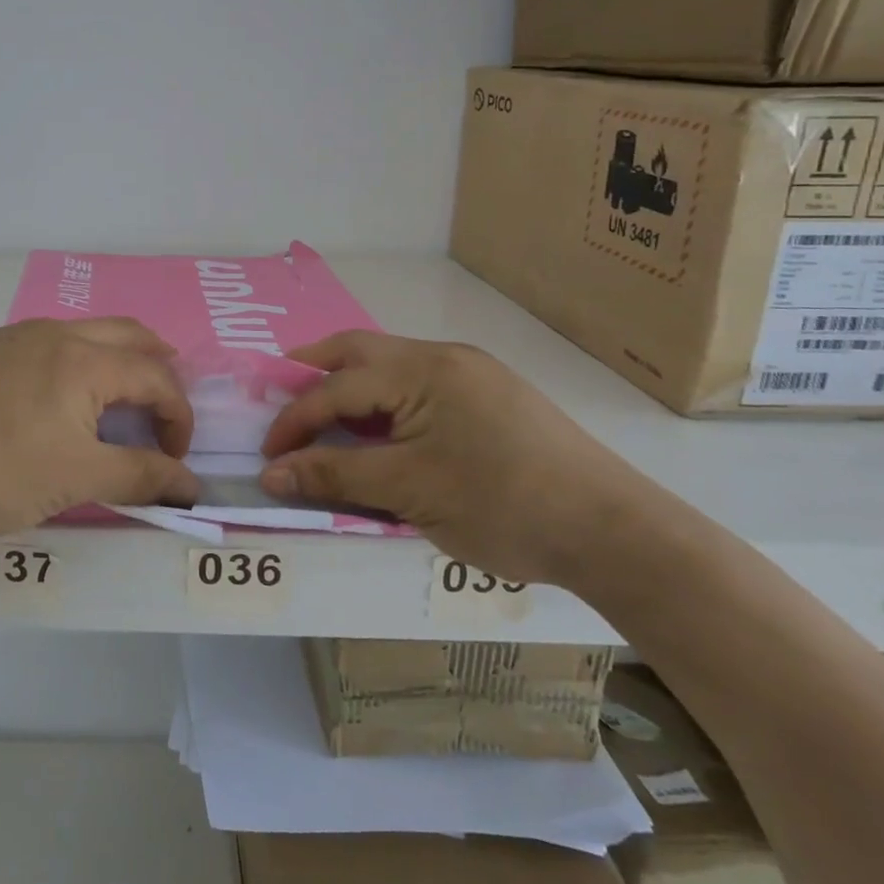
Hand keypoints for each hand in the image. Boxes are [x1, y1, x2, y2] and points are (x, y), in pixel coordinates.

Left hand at [0, 318, 198, 538]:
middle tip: (164, 411)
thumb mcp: (75, 479)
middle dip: (158, 369)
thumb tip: (191, 485)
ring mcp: (15, 336)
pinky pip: (50, 343)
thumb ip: (140, 476)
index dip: (178, 417)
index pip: (156, 377)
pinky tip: (59, 400)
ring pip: (87, 333)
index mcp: (84, 358)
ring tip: (119, 402)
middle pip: (129, 335)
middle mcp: (55, 332)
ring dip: (117, 360)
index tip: (174, 461)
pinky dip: (78, 362)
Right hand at [259, 332, 666, 587]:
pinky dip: (384, 400)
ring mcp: (472, 373)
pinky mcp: (491, 395)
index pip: (337, 388)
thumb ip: (334, 474)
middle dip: (313, 371)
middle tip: (279, 398)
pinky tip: (381, 429)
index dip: (294, 420)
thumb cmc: (503, 506)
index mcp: (423, 370)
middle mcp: (445, 357)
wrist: (616, 533)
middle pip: (360, 351)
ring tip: (324, 417)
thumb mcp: (409, 491)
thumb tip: (271, 473)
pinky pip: (418, 384)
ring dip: (350, 386)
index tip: (268, 456)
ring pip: (390, 366)